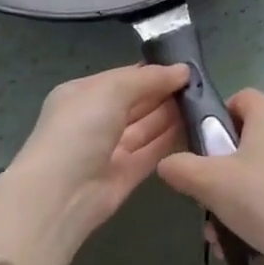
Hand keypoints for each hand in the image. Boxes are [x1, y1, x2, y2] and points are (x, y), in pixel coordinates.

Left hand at [0, 64, 188, 264]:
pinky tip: (196, 127)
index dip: (154, 72)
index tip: (186, 68)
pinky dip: (171, 140)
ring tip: (204, 102)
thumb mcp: (112, 89)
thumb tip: (182, 70)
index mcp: (84, 95)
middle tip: (201, 85)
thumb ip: (149, 78)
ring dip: (172, 115)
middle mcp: (96, 121)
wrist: (59, 196)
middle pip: (138, 102)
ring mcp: (110, 150)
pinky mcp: (124, 176)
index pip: (124, 78)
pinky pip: (151, 152)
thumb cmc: (80, 128)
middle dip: (165, 93)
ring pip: (147, 127)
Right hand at [156, 89, 263, 264]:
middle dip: (220, 170)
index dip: (215, 119)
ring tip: (218, 234)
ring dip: (234, 197)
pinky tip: (242, 243)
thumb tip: (167, 163)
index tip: (200, 150)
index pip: (239, 98)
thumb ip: (182, 168)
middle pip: (246, 138)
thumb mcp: (211, 183)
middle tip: (205, 198)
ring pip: (259, 170)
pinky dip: (258, 209)